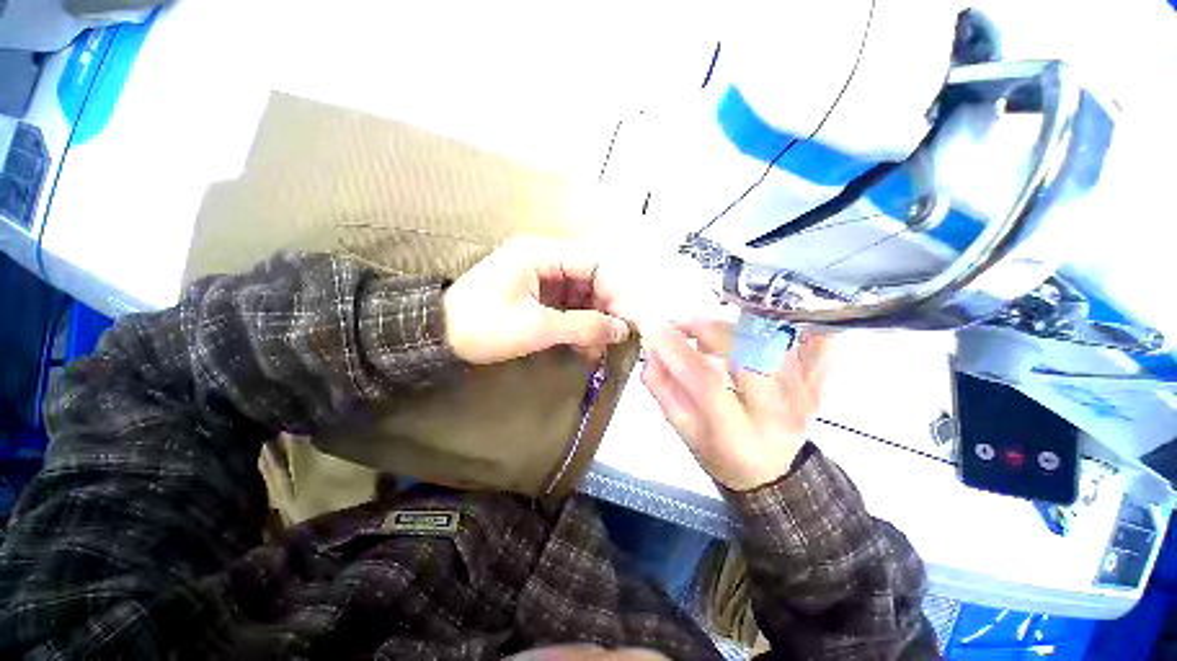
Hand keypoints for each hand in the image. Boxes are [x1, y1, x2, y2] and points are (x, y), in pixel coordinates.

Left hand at [444, 237, 631, 364]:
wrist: (437, 336)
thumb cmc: (482, 327)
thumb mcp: (535, 328)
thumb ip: (582, 326)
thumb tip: (621, 330)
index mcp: (542, 254)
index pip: (595, 263)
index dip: (618, 290)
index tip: (632, 319)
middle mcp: (546, 259)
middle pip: (592, 277)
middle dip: (609, 307)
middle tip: (621, 336)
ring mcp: (542, 277)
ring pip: (583, 293)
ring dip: (596, 319)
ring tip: (603, 346)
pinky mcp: (539, 294)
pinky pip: (570, 305)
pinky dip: (581, 324)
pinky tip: (587, 345)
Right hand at [641, 321, 833, 490]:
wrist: (772, 472)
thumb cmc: (722, 454)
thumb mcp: (684, 432)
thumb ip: (664, 391)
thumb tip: (650, 351)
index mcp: (738, 434)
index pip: (706, 382)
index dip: (677, 351)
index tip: (653, 328)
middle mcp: (777, 413)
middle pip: (747, 354)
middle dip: (707, 328)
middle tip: (681, 323)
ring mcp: (804, 395)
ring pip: (774, 342)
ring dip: (734, 324)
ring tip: (707, 328)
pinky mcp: (817, 384)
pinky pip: (818, 344)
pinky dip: (800, 322)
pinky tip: (771, 312)